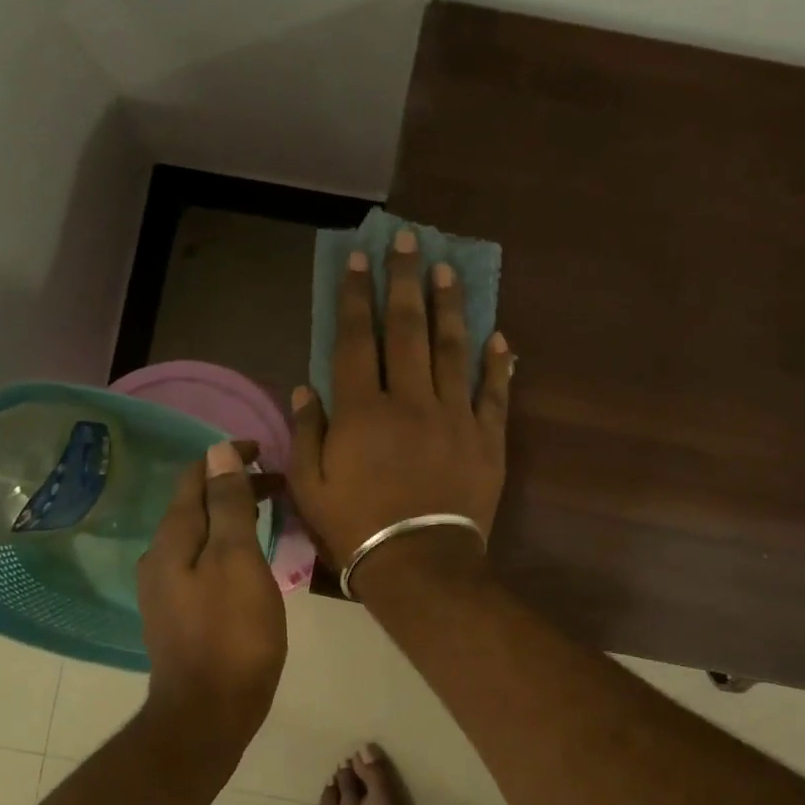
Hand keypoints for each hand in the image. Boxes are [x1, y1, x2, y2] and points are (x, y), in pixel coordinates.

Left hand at [137, 440, 286, 744]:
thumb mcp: (237, 560)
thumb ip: (228, 505)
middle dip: (234, 486)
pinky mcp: (180, 613)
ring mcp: (167, 588)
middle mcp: (160, 558)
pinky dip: (227, 545)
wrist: (209, 713)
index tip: (265, 452)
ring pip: (201, 535)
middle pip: (196, 505)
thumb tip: (218, 453)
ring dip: (232, 516)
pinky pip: (203, 562)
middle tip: (279, 485)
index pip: (194, 478)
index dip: (227, 458)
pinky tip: (250, 559)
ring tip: (269, 515)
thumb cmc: (231, 633)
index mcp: (172, 540)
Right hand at [289, 229, 513, 582]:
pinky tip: (499, 336)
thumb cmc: (356, 527)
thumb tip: (305, 386)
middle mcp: (411, 400)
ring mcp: (455, 416)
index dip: (357, 296)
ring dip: (450, 306)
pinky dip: (498, 364)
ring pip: (453, 349)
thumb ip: (307, 431)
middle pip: (408, 329)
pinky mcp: (487, 438)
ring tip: (448, 270)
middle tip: (409, 240)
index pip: (358, 338)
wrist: (420, 565)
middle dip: (405, 280)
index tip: (359, 259)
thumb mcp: (310, 485)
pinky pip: (495, 393)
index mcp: (363, 410)